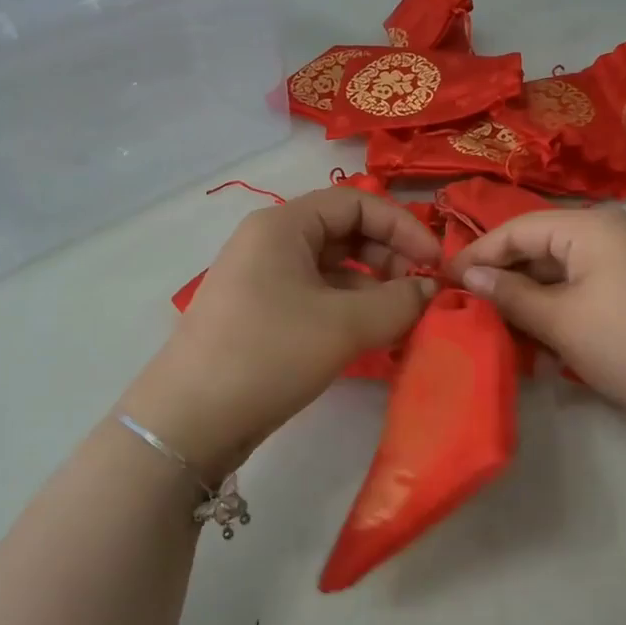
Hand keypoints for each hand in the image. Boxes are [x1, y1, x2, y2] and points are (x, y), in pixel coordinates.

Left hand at [117, 188, 440, 470]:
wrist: (189, 421)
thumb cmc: (268, 354)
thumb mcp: (344, 325)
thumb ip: (399, 302)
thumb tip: (432, 290)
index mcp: (283, 225)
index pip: (356, 203)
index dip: (402, 226)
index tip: (435, 262)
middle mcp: (271, 243)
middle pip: (345, 233)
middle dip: (389, 259)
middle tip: (420, 295)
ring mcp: (264, 280)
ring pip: (333, 270)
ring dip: (373, 290)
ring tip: (403, 322)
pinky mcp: (263, 315)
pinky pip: (317, 298)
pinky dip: (350, 311)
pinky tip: (374, 338)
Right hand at [449, 206, 625, 433]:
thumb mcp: (560, 321)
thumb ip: (510, 295)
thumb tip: (468, 278)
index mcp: (589, 226)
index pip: (517, 229)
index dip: (478, 254)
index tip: (443, 281)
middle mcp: (609, 232)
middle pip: (540, 246)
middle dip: (504, 278)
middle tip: (467, 308)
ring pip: (561, 270)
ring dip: (530, 296)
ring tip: (498, 325)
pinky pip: (584, 286)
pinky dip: (559, 306)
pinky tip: (541, 335)